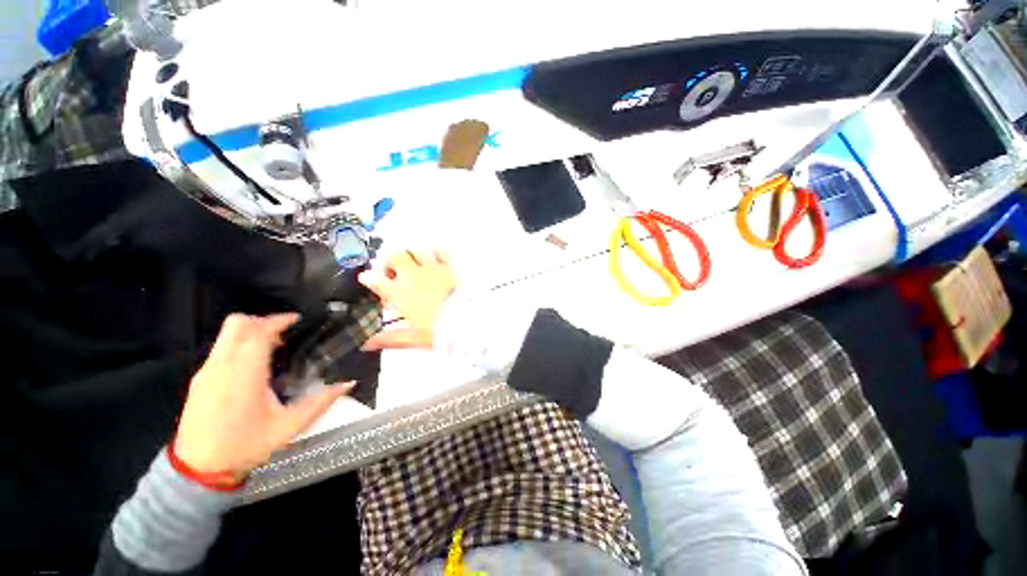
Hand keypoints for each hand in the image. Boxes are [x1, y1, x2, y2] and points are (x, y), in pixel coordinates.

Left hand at [173, 313, 352, 479]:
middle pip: (237, 324)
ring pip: (227, 335)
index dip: (278, 321)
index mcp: (244, 375)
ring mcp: (207, 372)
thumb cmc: (245, 446)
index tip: (297, 320)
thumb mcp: (289, 427)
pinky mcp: (200, 379)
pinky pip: (222, 349)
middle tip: (286, 332)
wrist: (198, 469)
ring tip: (275, 347)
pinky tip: (255, 365)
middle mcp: (221, 367)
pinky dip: (241, 345)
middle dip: (263, 320)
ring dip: (252, 332)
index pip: (257, 332)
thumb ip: (320, 402)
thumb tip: (348, 383)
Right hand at [358, 250, 456, 350]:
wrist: (468, 320)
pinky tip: (433, 257)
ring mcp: (432, 269)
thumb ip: (390, 338)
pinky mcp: (449, 266)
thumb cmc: (440, 330)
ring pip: (414, 251)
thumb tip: (367, 344)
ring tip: (412, 266)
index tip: (367, 278)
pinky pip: (439, 250)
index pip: (377, 281)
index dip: (369, 278)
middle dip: (389, 262)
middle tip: (392, 274)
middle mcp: (414, 278)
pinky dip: (433, 251)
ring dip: (410, 256)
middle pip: (395, 257)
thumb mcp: (414, 338)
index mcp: (402, 296)